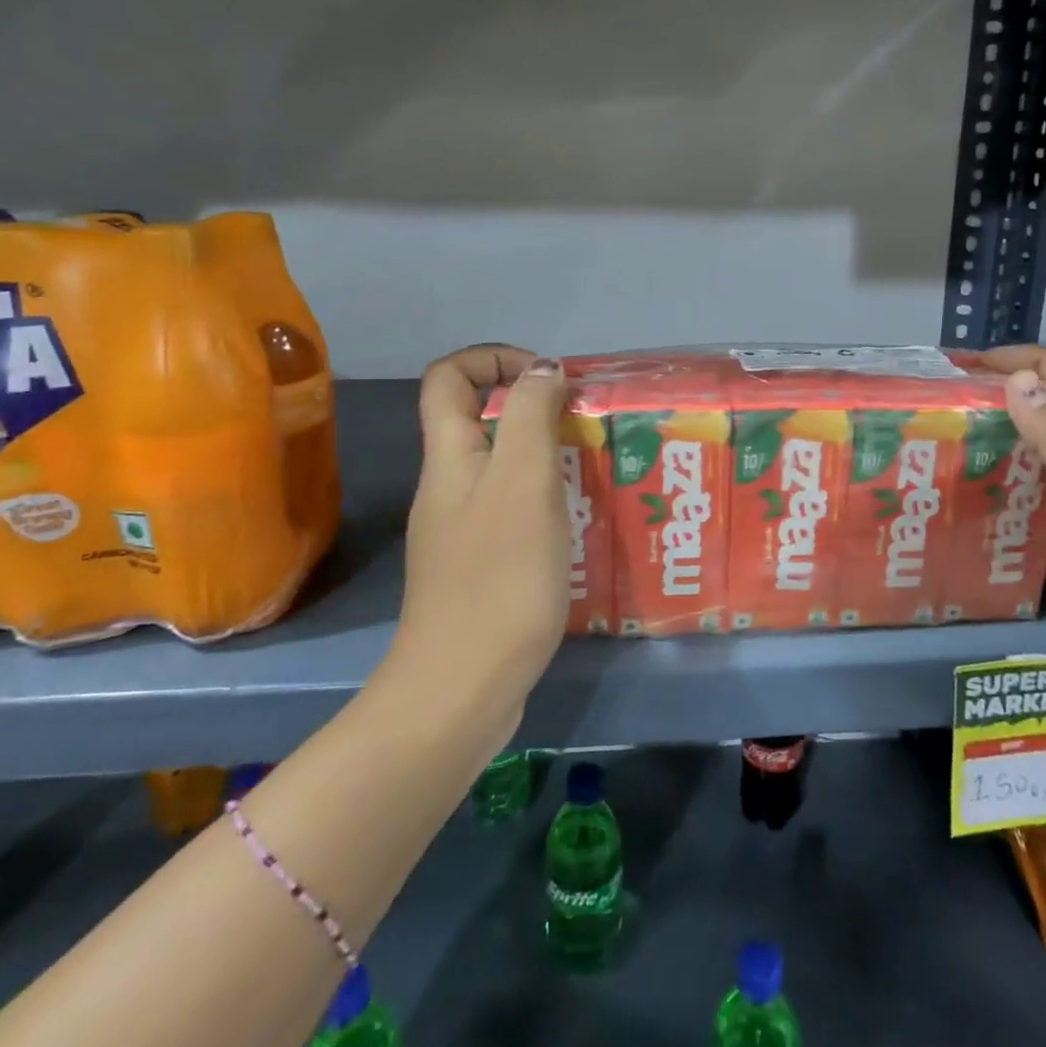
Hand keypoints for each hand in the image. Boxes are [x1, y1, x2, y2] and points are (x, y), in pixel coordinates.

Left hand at [395, 344, 571, 734]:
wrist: (462, 688)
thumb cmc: (499, 576)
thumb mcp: (524, 481)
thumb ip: (532, 416)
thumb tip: (544, 369)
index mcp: (450, 456)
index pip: (450, 376)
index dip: (495, 359)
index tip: (549, 378)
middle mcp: (449, 486)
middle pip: (480, 419)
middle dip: (534, 408)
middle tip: (587, 426)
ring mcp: (462, 529)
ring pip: (501, 467)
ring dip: (547, 456)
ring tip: (596, 470)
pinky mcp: (481, 566)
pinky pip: (512, 510)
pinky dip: (546, 500)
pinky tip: (582, 523)